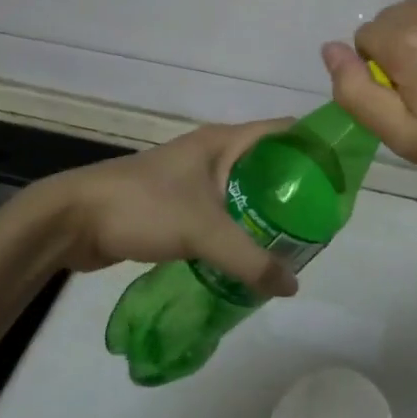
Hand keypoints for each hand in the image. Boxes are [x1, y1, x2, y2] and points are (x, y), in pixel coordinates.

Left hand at [22, 120, 297, 296]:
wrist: (74, 219)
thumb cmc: (144, 207)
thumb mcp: (203, 231)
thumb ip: (250, 260)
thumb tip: (292, 286)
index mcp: (224, 141)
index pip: (284, 131)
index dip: (315, 147)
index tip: (342, 177)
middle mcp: (213, 153)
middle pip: (269, 163)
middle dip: (296, 189)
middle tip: (323, 221)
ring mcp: (193, 178)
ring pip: (244, 190)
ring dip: (267, 212)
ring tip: (296, 242)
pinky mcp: (177, 204)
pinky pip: (222, 212)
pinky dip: (240, 228)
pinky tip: (252, 255)